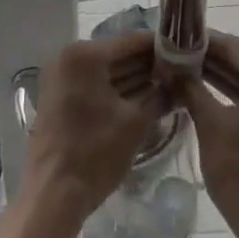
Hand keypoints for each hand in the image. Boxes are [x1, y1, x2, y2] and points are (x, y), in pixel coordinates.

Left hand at [23, 33, 167, 226]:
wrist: (53, 195)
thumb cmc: (95, 153)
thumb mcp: (135, 122)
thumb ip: (160, 95)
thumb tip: (179, 83)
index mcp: (84, 56)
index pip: (131, 42)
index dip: (161, 46)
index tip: (185, 51)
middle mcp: (68, 58)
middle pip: (118, 55)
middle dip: (149, 64)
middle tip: (181, 71)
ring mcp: (61, 78)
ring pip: (107, 71)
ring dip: (135, 78)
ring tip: (169, 84)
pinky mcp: (60, 97)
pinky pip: (94, 85)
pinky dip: (117, 91)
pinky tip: (145, 98)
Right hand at [175, 33, 238, 237]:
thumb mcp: (210, 125)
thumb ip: (191, 88)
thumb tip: (172, 66)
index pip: (232, 46)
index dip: (202, 41)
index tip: (176, 39)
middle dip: (210, 59)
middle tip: (176, 57)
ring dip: (222, 76)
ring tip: (186, 73)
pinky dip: (238, 93)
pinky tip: (209, 94)